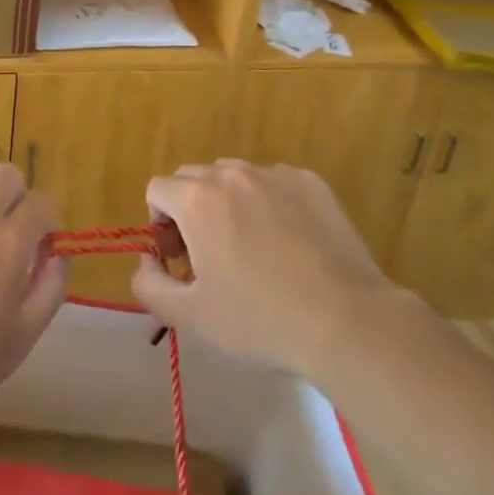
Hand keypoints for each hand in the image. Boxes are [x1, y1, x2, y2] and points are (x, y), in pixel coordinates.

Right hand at [131, 159, 418, 379]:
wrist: (346, 321)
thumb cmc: (260, 319)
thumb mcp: (190, 317)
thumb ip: (148, 285)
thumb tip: (147, 260)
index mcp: (197, 199)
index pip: (158, 189)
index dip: (160, 224)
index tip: (181, 260)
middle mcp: (232, 173)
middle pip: (192, 177)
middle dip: (190, 210)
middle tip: (211, 256)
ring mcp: (274, 174)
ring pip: (233, 177)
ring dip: (228, 203)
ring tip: (252, 248)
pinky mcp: (310, 182)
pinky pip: (273, 182)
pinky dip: (268, 203)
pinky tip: (289, 244)